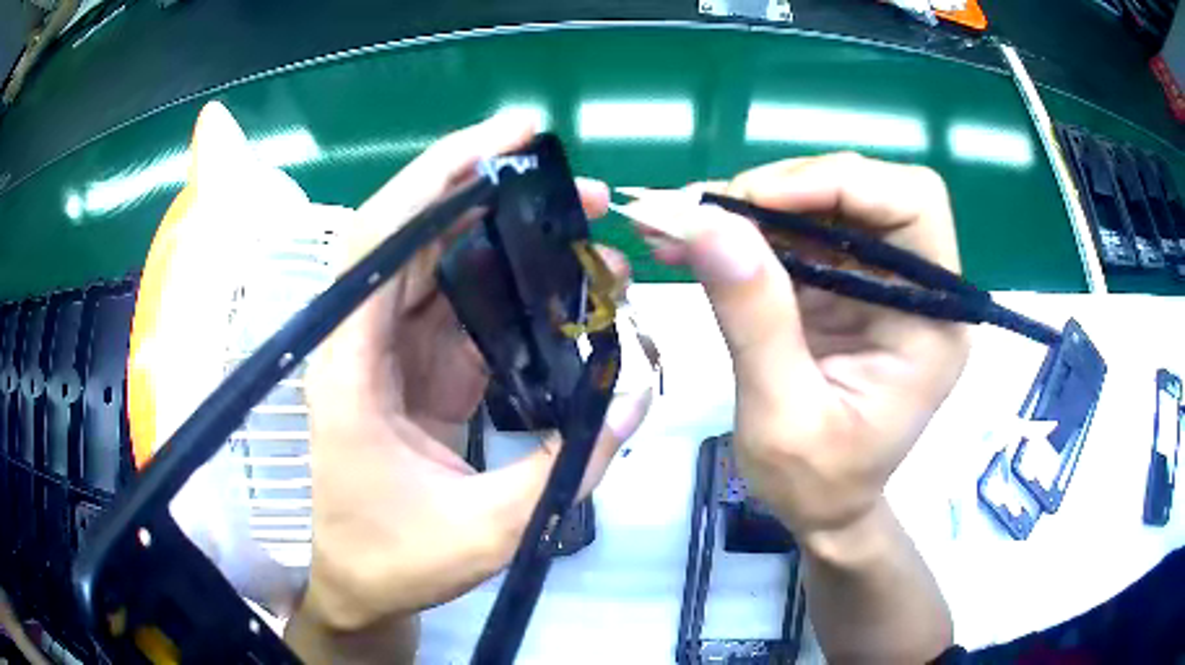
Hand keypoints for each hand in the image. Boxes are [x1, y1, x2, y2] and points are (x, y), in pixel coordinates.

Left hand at [300, 113, 652, 633]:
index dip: (438, 176)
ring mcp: (391, 352)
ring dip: (516, 242)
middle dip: (497, 196)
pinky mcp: (417, 369)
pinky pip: (466, 311)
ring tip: (590, 233)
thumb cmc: (395, 561)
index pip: (381, 240)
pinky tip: (567, 291)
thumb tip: (634, 397)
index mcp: (349, 365)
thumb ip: (565, 470)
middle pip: (419, 236)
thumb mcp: (486, 531)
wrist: (361, 586)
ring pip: (448, 268)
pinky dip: (517, 293)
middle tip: (582, 190)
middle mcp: (361, 340)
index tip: (508, 139)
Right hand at [642, 153, 968, 541]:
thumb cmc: (818, 483)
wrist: (822, 510)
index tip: (756, 202)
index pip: (911, 204)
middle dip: (782, 191)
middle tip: (705, 212)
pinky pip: (793, 235)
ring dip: (748, 208)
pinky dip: (741, 232)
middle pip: (863, 190)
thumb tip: (705, 222)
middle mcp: (914, 287)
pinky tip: (691, 241)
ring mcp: (875, 282)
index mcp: (932, 319)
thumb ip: (754, 317)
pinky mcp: (840, 287)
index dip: (839, 182)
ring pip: (820, 204)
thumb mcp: (783, 415)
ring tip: (677, 223)